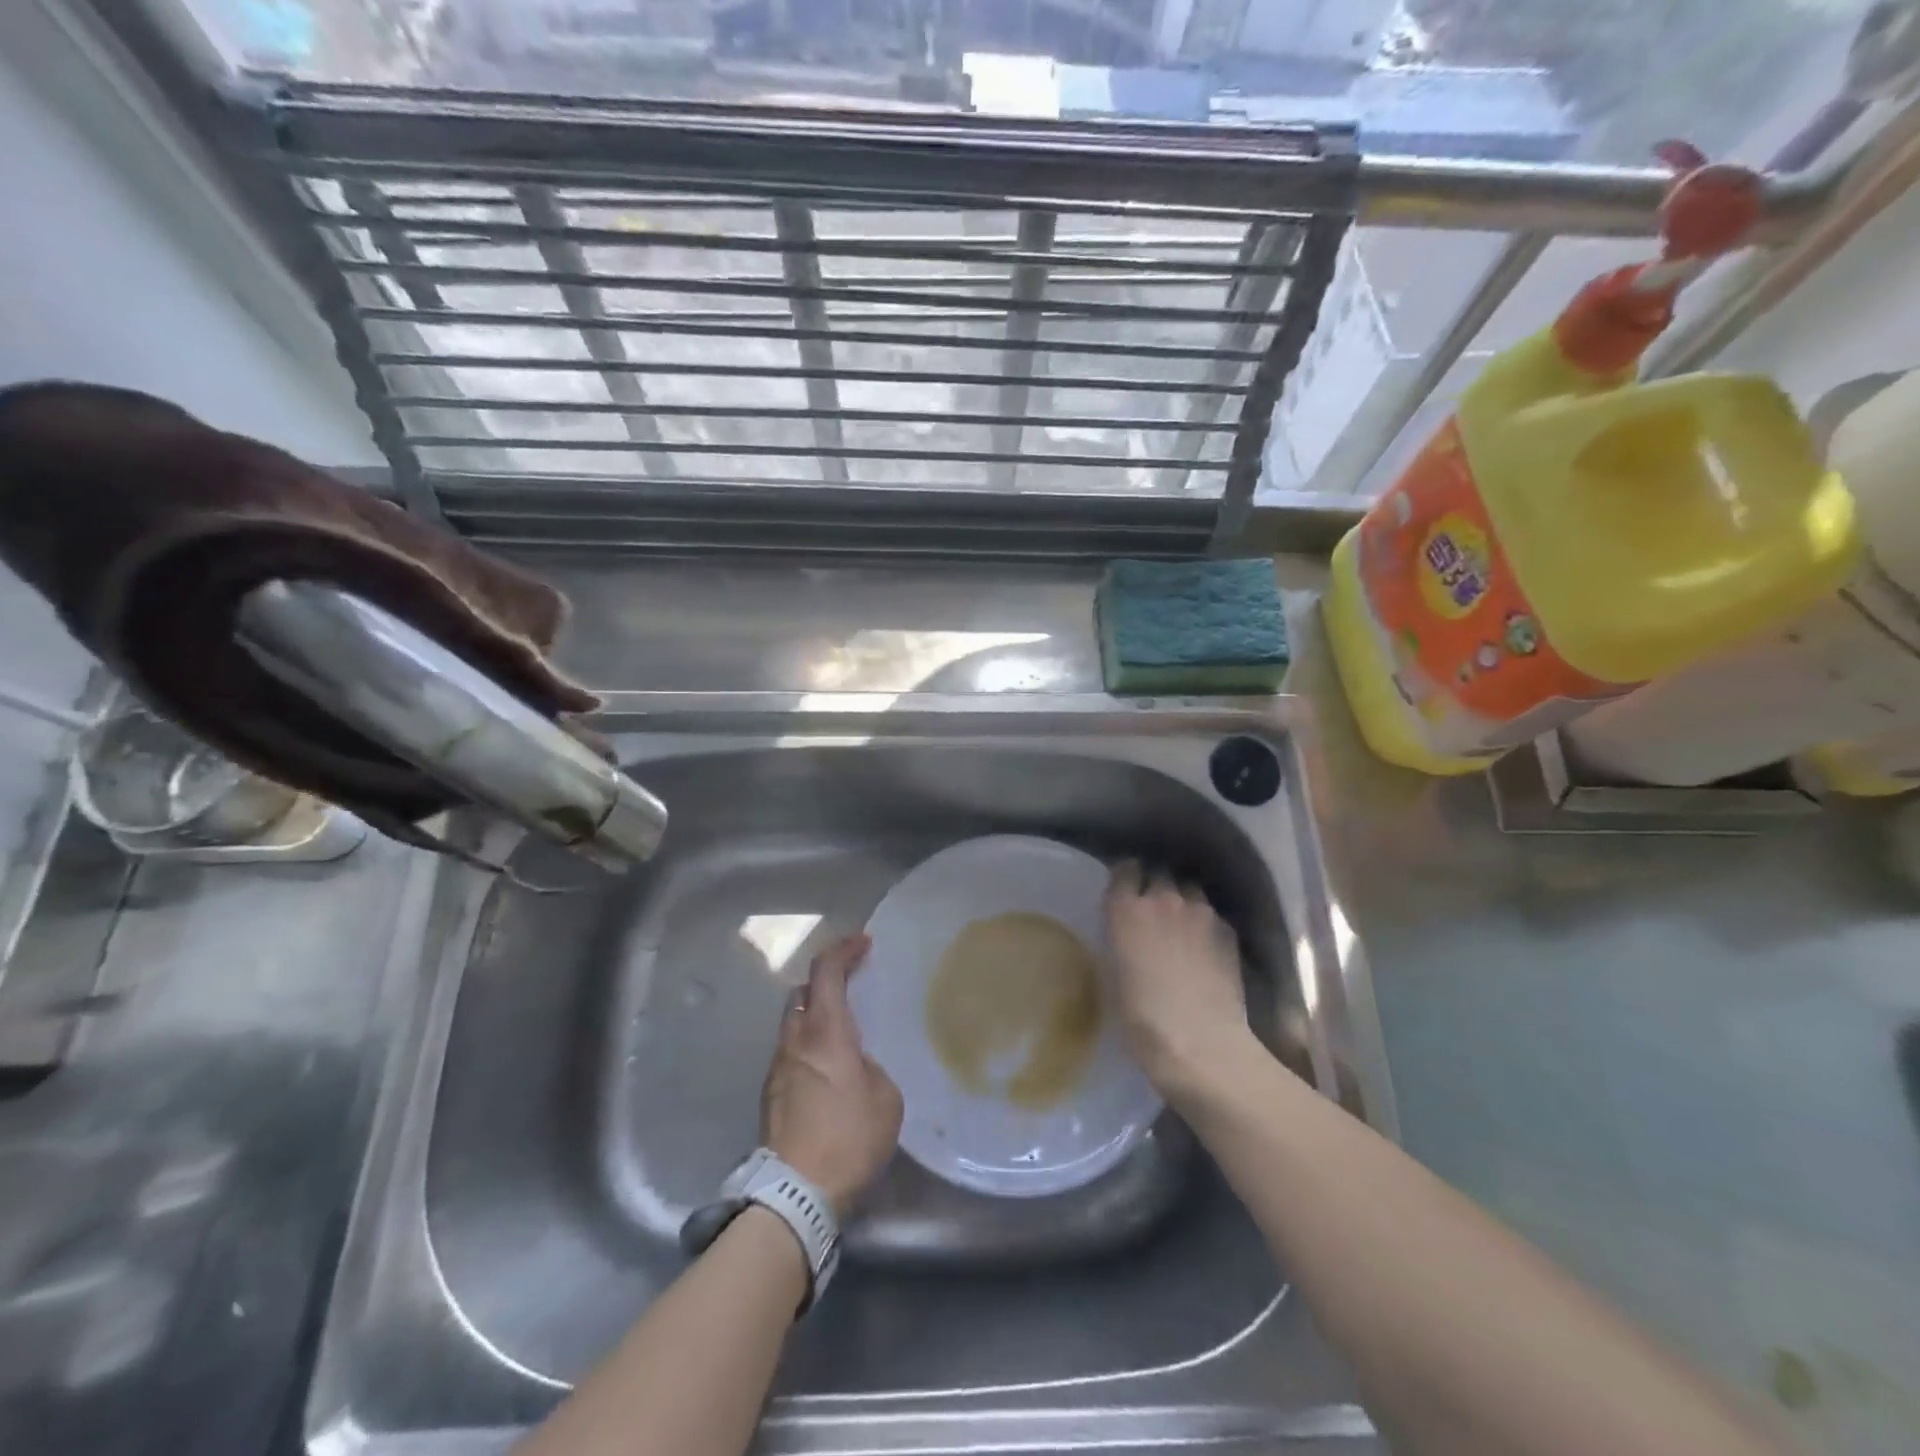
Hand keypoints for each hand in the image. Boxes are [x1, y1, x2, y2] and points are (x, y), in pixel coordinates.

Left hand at [761, 934, 903, 1218]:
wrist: (795, 1193)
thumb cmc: (849, 1139)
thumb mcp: (886, 1099)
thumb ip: (872, 1068)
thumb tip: (857, 1066)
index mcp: (826, 1032)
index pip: (826, 972)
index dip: (843, 950)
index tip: (864, 943)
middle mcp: (795, 1040)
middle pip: (802, 992)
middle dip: (825, 980)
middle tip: (851, 984)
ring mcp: (778, 1067)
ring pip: (792, 1023)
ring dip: (815, 1015)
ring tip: (842, 1032)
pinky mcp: (770, 1094)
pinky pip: (791, 1052)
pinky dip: (808, 1045)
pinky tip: (828, 1069)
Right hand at [1104, 862, 1255, 1095]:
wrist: (1201, 1044)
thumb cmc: (1142, 1019)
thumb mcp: (1113, 976)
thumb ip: (1119, 942)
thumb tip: (1126, 935)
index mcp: (1126, 910)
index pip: (1125, 870)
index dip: (1125, 877)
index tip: (1125, 887)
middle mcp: (1163, 899)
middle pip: (1159, 874)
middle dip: (1155, 885)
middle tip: (1152, 909)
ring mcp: (1200, 912)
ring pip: (1189, 890)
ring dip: (1183, 900)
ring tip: (1182, 923)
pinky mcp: (1228, 931)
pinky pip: (1212, 914)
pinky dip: (1205, 923)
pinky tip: (1205, 946)